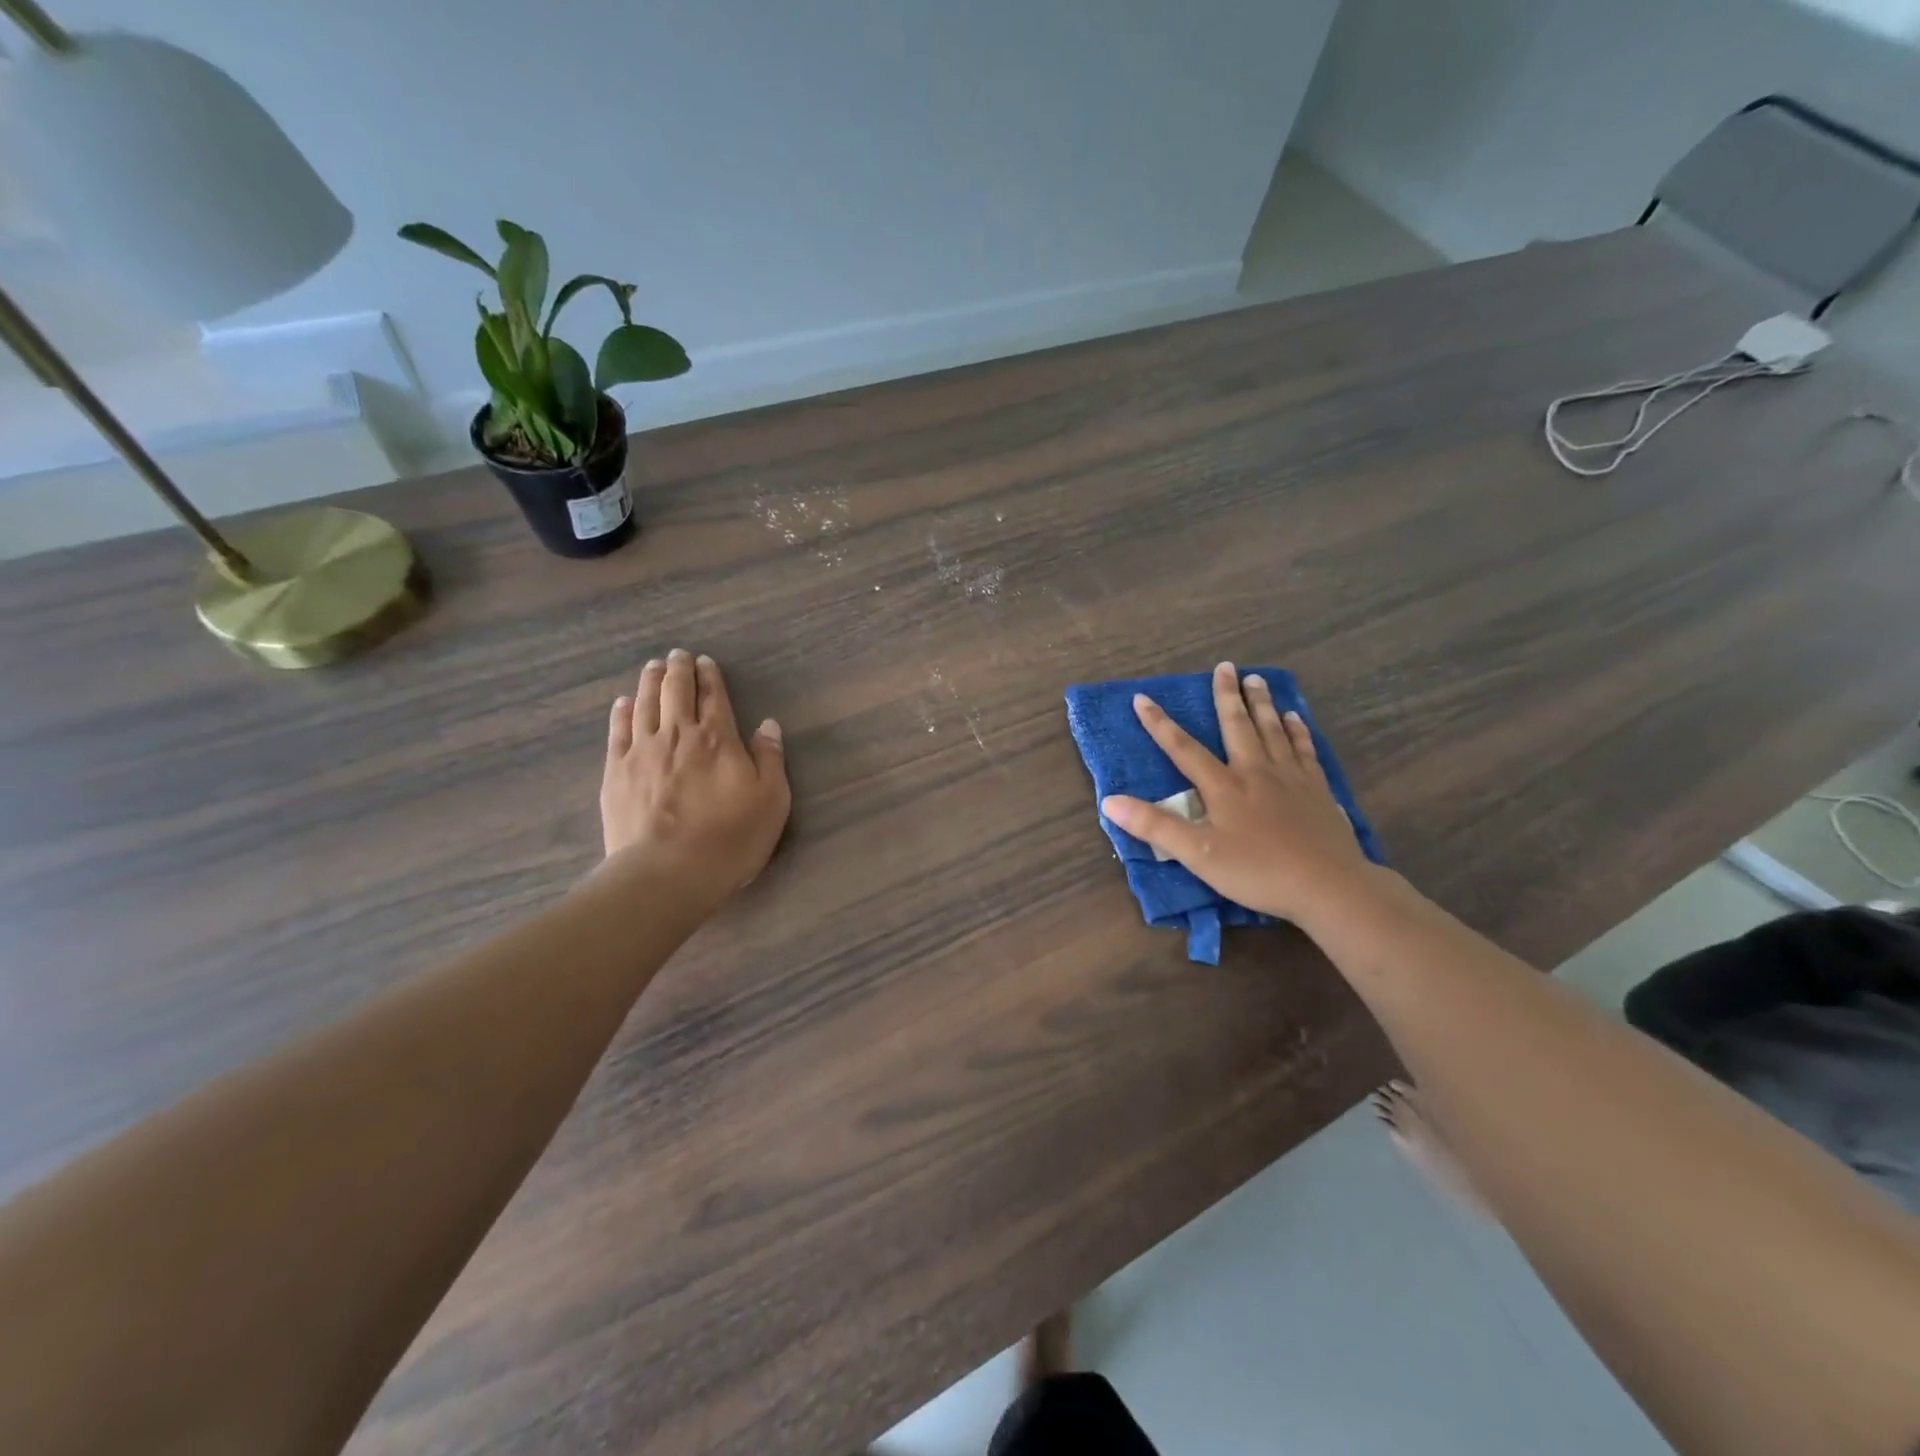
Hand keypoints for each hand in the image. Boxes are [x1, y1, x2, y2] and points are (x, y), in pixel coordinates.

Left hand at [600, 650, 790, 905]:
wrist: (668, 872)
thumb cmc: (730, 838)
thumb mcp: (771, 801)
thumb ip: (770, 759)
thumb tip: (768, 724)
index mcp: (718, 739)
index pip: (714, 697)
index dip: (711, 677)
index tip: (706, 662)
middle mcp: (678, 734)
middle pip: (676, 691)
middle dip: (678, 670)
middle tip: (678, 655)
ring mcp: (642, 751)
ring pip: (645, 704)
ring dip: (650, 682)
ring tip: (652, 667)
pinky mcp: (615, 772)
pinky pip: (618, 731)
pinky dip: (621, 712)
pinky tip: (623, 702)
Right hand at [1101, 662, 1379, 929]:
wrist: (1327, 885)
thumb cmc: (1256, 872)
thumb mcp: (1197, 854)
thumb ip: (1154, 826)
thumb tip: (1109, 801)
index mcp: (1223, 786)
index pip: (1183, 749)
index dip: (1159, 724)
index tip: (1142, 698)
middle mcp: (1255, 771)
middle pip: (1237, 726)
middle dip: (1226, 696)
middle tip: (1225, 666)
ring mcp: (1290, 777)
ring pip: (1272, 730)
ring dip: (1262, 703)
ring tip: (1257, 679)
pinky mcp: (1317, 789)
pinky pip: (1304, 749)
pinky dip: (1297, 730)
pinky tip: (1295, 718)